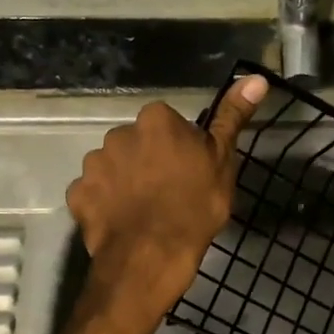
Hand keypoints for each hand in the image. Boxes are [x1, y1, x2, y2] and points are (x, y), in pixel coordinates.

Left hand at [65, 76, 268, 332]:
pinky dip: (105, 203)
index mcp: (156, 120)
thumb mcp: (222, 160)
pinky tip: (123, 222)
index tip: (191, 170)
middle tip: (170, 192)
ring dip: (125, 181)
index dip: (180, 147)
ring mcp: (94, 164)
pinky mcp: (78, 194)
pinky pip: (94, 192)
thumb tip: (255, 78)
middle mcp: (119, 133)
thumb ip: (232, 117)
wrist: (152, 255)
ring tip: (145, 211)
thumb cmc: (195, 205)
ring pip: (114, 166)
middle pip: (138, 143)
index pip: (168, 123)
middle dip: (149, 161)